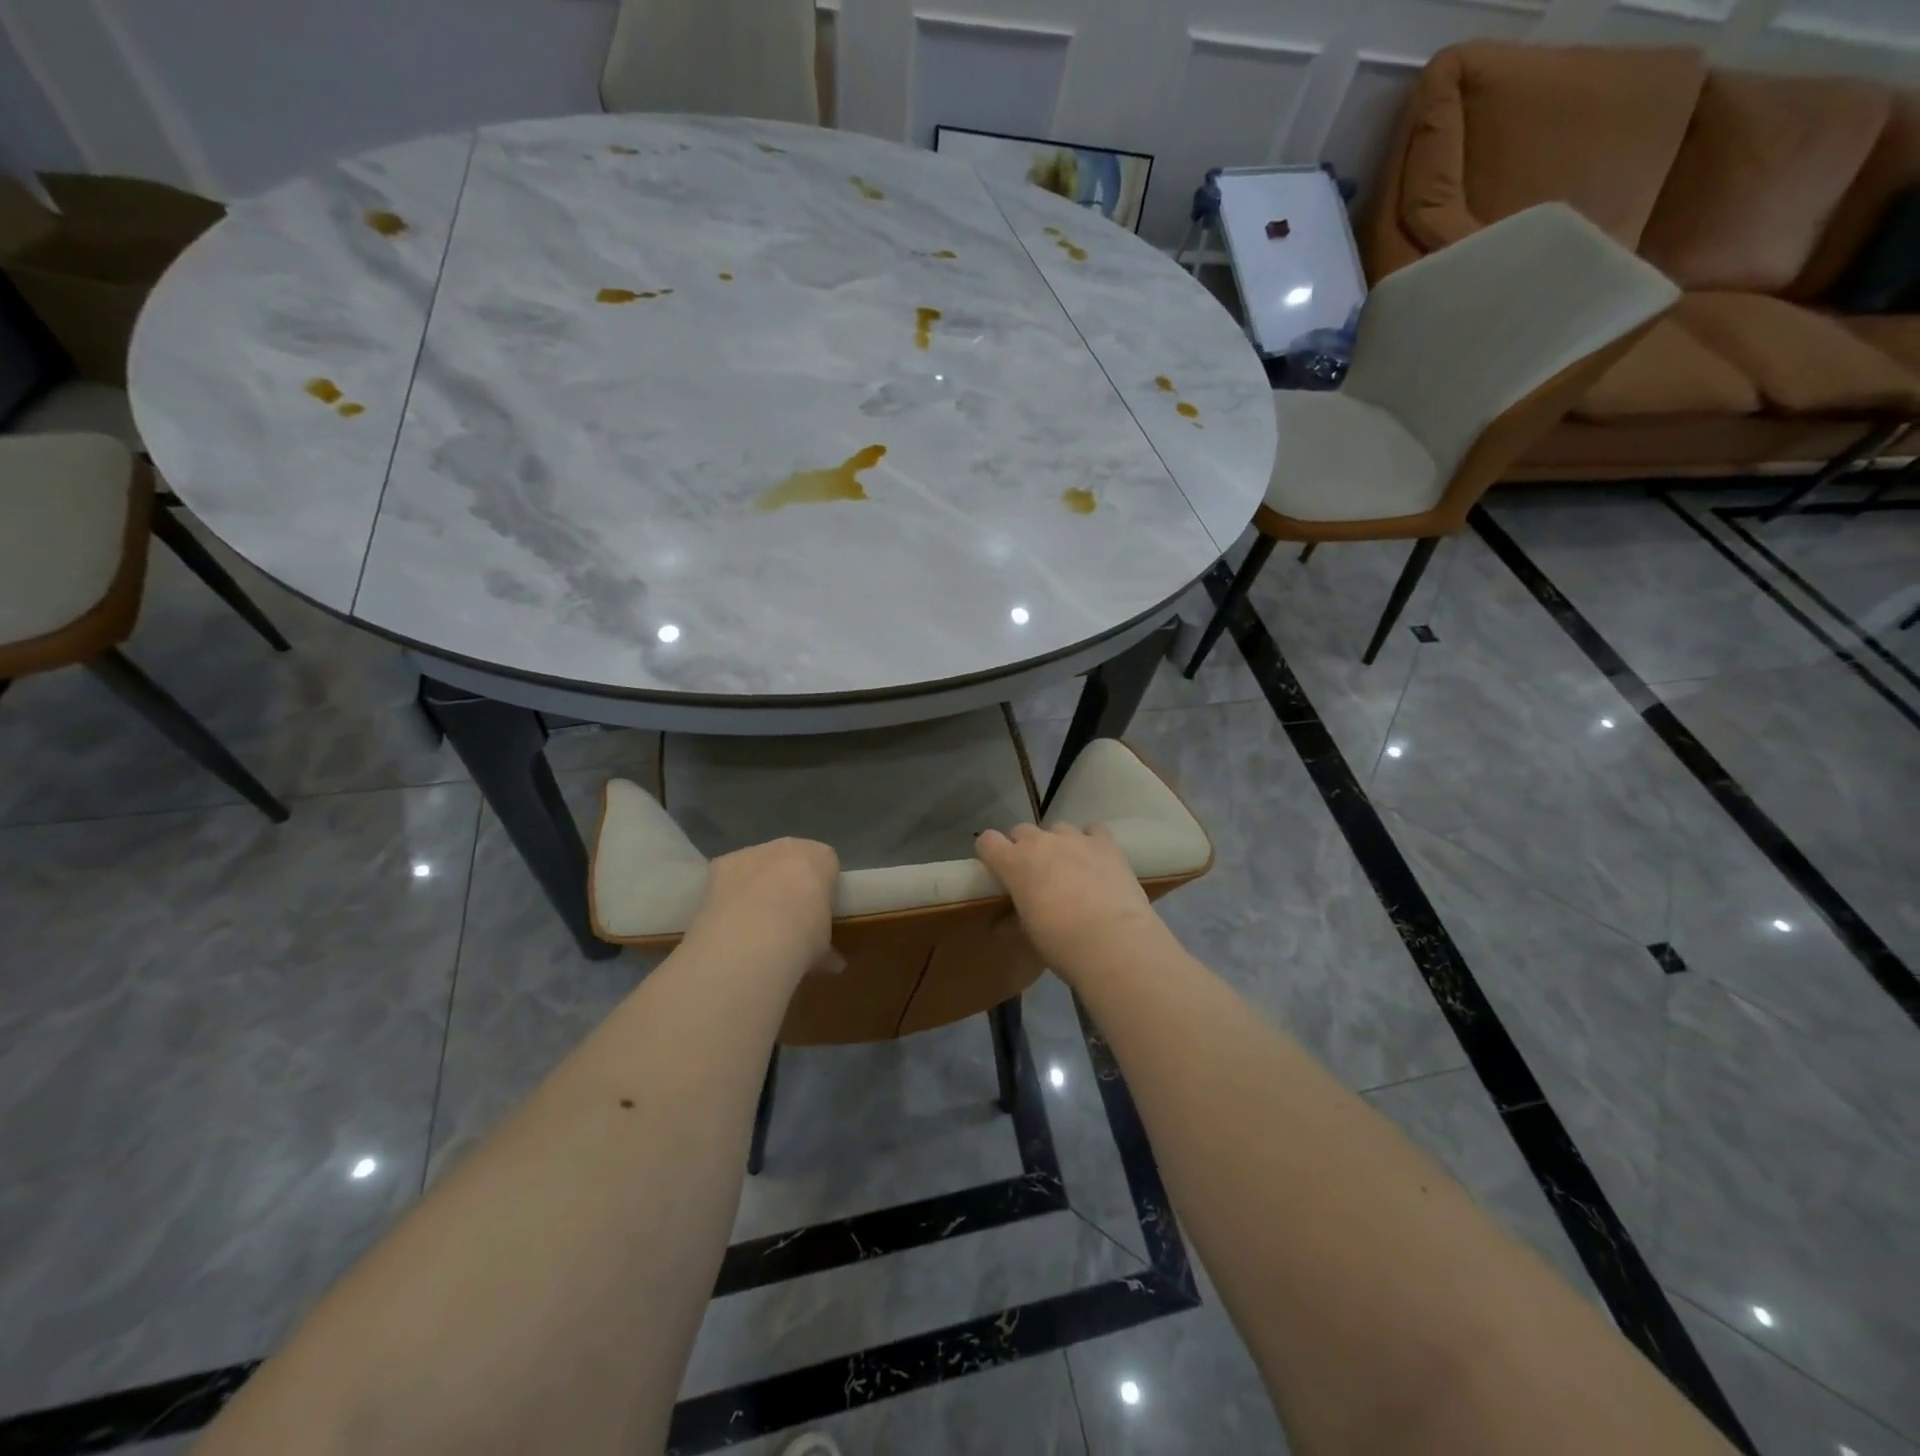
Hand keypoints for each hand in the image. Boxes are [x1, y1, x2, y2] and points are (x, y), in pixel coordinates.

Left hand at [683, 838, 839, 983]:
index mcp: (822, 858)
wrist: (755, 936)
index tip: (816, 914)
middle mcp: (789, 846)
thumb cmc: (803, 935)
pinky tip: (726, 921)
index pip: (826, 866)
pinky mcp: (721, 864)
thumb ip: (827, 949)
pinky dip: (728, 894)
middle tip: (786, 919)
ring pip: (757, 866)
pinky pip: (729, 877)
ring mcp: (752, 852)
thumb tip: (833, 965)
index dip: (820, 890)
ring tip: (752, 925)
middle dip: (788, 883)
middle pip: (791, 860)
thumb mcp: (823, 947)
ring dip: (756, 887)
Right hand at [975, 823, 1165, 975]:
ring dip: (1057, 844)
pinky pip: (1093, 831)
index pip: (988, 841)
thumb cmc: (1061, 943)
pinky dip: (1091, 841)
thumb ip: (1014, 917)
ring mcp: (1075, 838)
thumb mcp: (1029, 933)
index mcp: (1014, 863)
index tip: (997, 869)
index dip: (990, 853)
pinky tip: (1097, 860)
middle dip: (1024, 848)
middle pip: (1022, 831)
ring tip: (1069, 868)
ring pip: (1058, 829)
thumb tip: (1003, 921)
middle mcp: (1041, 842)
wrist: (1113, 942)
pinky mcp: (1106, 843)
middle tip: (1034, 874)